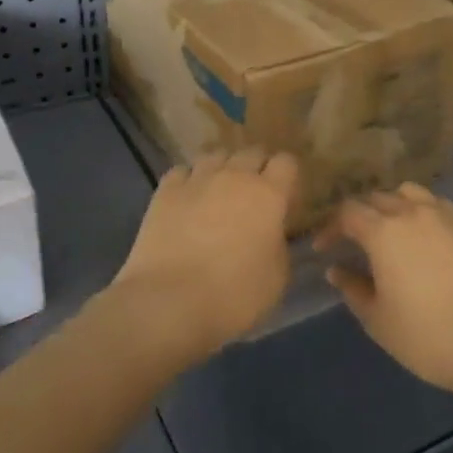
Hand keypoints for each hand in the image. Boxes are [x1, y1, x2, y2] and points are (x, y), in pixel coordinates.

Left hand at [111, 148, 299, 361]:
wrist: (170, 301)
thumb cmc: (234, 295)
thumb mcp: (277, 278)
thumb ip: (279, 245)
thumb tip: (272, 234)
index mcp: (269, 194)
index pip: (287, 162)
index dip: (288, 177)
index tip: (285, 199)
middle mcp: (234, 176)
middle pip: (252, 152)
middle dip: (257, 168)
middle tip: (254, 196)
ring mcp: (197, 179)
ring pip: (216, 154)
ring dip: (223, 168)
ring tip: (219, 192)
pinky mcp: (165, 191)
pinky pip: (182, 171)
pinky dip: (189, 180)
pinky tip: (187, 199)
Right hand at [314, 183, 452, 400]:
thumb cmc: (428, 336)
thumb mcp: (378, 319)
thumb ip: (353, 289)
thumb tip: (336, 270)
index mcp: (383, 231)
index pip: (347, 213)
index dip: (330, 227)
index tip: (323, 248)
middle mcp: (411, 212)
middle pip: (376, 198)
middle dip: (358, 216)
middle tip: (350, 241)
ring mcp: (444, 215)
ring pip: (407, 193)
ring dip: (390, 205)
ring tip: (386, 231)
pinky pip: (434, 204)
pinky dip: (418, 210)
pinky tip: (419, 236)